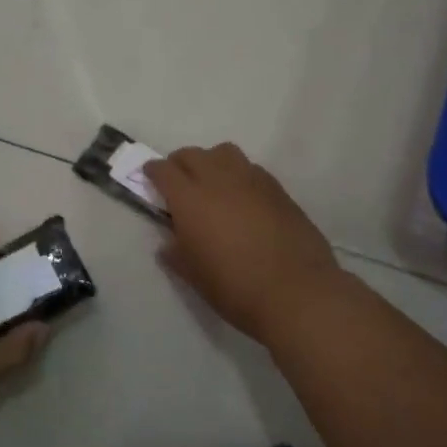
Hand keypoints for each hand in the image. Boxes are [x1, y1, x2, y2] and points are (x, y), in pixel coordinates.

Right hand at [144, 143, 341, 347]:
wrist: (297, 293)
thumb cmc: (236, 288)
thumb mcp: (194, 277)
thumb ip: (176, 254)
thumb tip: (169, 244)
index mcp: (190, 199)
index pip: (164, 170)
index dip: (153, 171)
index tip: (149, 177)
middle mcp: (219, 180)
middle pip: (193, 154)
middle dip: (180, 163)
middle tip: (178, 182)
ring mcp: (251, 180)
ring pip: (224, 153)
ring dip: (211, 162)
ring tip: (212, 184)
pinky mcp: (278, 189)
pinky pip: (250, 169)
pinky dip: (238, 175)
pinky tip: (242, 198)